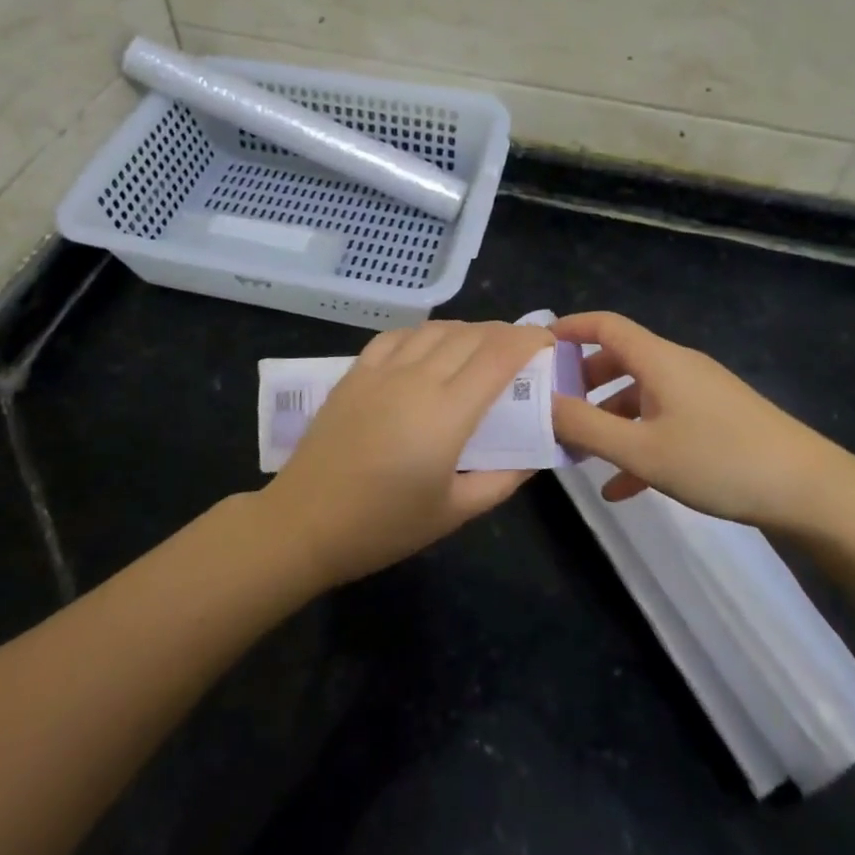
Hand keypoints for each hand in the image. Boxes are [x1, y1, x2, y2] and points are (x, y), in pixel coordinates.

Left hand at [258, 319, 553, 586]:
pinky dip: (425, 332)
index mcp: (447, 412)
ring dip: (468, 329)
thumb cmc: (384, 525)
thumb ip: (503, 479)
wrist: (305, 522)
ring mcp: (382, 370)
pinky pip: (398, 335)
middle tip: (523, 349)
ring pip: (436, 329)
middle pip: (472, 335)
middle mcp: (418, 378)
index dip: (529, 341)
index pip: (499, 355)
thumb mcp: (454, 512)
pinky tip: (431, 344)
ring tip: (482, 345)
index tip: (549, 343)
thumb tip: (536, 454)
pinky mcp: (356, 371)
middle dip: (505, 333)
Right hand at [549, 311, 854, 534]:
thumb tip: (541, 404)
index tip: (537, 348)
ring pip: (640, 395)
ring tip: (581, 454)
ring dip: (609, 419)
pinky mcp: (717, 422)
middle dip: (583, 381)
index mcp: (659, 360)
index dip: (569, 328)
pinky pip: (664, 423)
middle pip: (620, 359)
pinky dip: (639, 444)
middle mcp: (677, 367)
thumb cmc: (719, 461)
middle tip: (553, 407)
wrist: (811, 491)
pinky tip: (622, 489)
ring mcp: (700, 394)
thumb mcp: (643, 450)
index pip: (605, 324)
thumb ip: (585, 427)